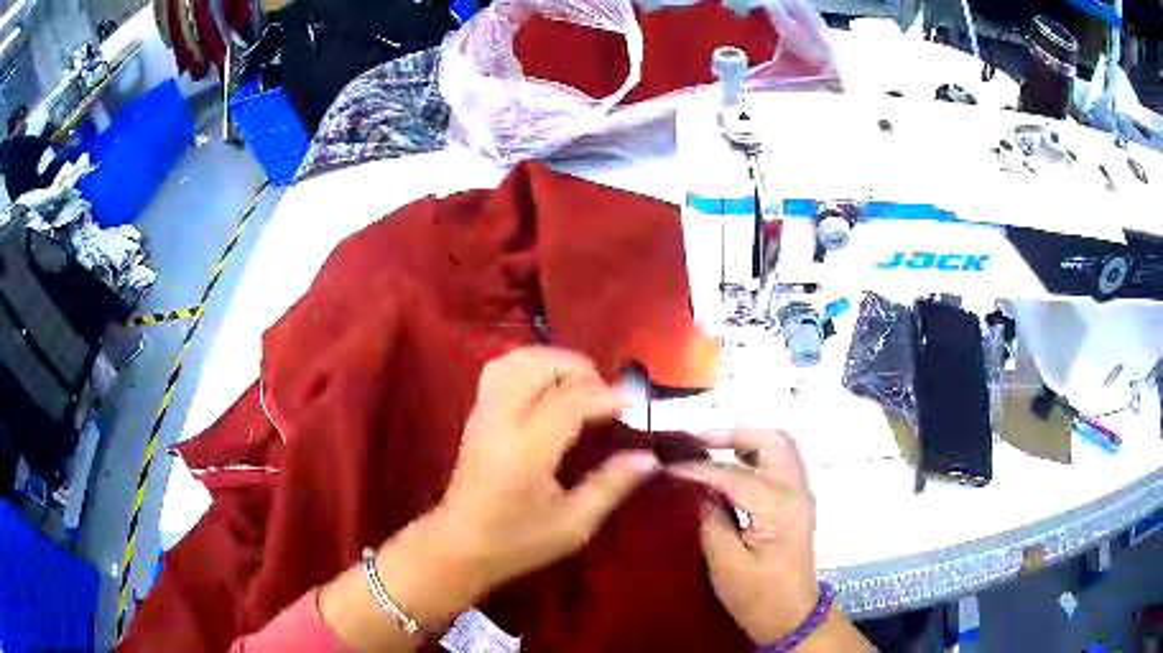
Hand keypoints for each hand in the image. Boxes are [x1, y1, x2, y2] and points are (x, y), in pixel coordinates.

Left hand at [322, 348, 659, 649]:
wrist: (458, 546)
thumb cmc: (517, 542)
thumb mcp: (573, 524)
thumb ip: (611, 485)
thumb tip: (648, 457)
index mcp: (527, 449)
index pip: (571, 401)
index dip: (607, 396)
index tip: (635, 403)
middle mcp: (501, 420)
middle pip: (538, 365)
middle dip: (577, 368)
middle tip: (604, 393)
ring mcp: (483, 414)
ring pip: (514, 361)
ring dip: (551, 362)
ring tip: (578, 384)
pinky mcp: (475, 416)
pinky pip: (499, 371)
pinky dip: (529, 366)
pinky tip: (547, 390)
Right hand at [669, 428, 820, 644]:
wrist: (792, 617)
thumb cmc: (758, 597)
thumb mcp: (726, 566)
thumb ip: (711, 522)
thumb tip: (694, 490)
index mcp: (779, 509)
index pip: (734, 476)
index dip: (698, 469)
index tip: (666, 467)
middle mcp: (796, 492)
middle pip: (774, 440)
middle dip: (734, 432)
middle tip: (696, 438)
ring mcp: (800, 494)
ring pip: (780, 446)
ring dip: (746, 438)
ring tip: (709, 444)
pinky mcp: (796, 501)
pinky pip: (779, 462)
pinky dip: (755, 452)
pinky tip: (730, 461)